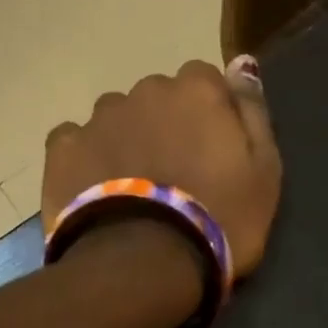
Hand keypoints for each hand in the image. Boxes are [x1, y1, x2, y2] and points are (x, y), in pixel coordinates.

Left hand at [42, 58, 282, 277]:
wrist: (146, 263)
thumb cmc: (221, 218)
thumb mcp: (264, 170)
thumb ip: (253, 111)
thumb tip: (241, 64)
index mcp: (196, 91)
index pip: (203, 78)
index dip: (207, 111)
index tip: (211, 147)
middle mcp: (146, 91)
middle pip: (158, 96)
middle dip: (165, 122)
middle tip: (173, 171)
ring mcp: (99, 118)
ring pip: (116, 116)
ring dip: (126, 137)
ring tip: (132, 184)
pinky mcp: (62, 147)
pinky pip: (76, 139)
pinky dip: (85, 156)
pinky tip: (94, 187)